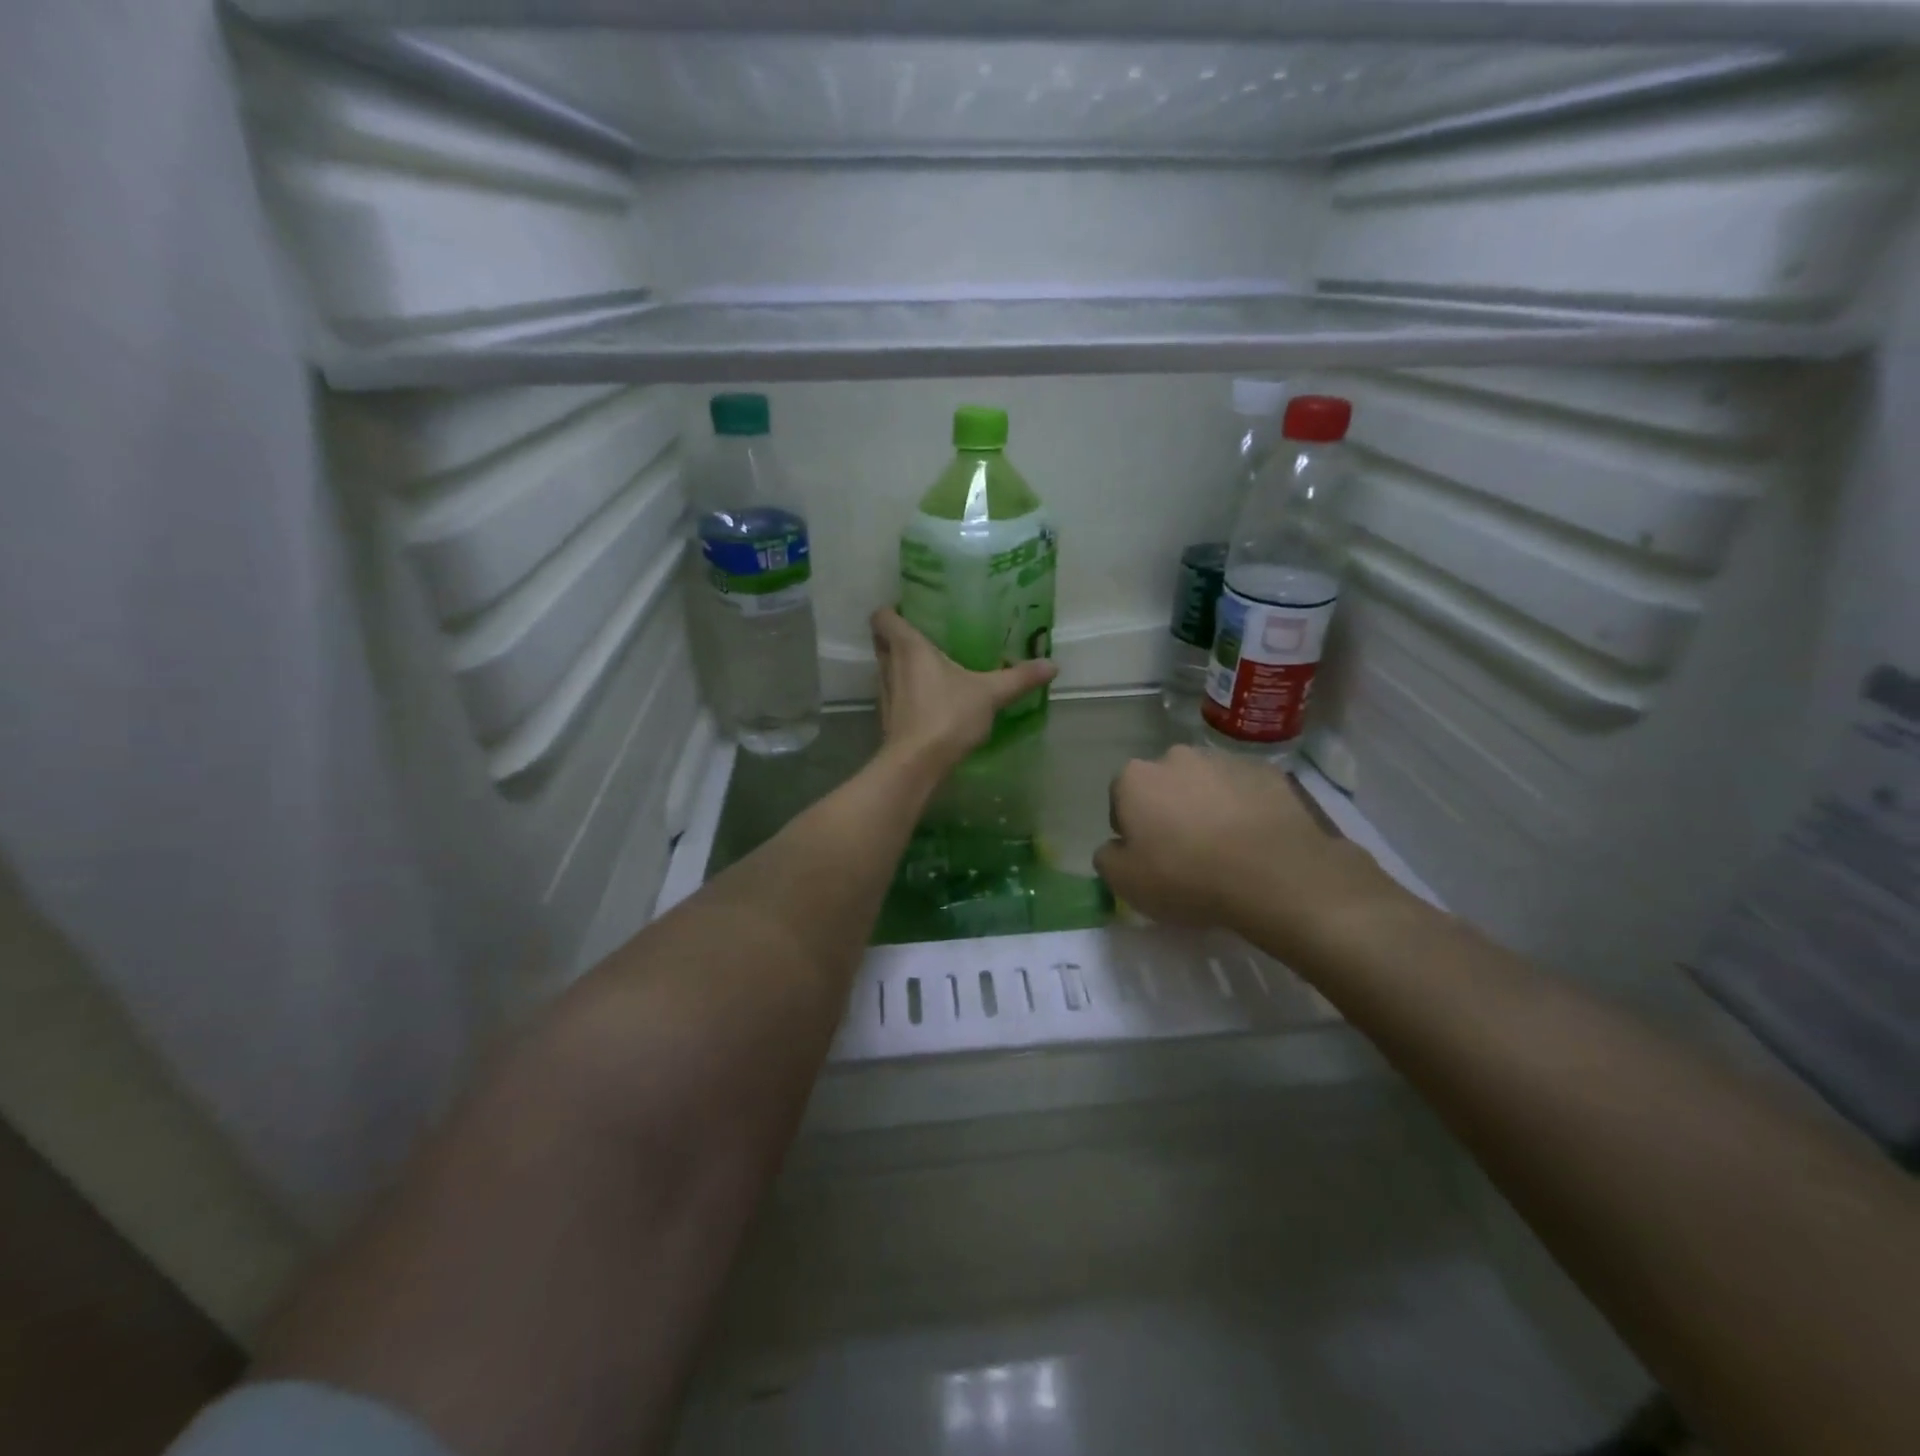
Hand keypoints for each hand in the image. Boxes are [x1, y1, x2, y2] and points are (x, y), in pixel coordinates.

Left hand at [871, 608, 1056, 777]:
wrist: (916, 763)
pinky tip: (930, 698)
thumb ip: (1019, 678)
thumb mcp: (990, 694)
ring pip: (886, 667)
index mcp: (908, 647)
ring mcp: (885, 693)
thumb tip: (1053, 665)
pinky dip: (906, 691)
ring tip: (930, 666)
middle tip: (926, 636)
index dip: (892, 610)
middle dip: (896, 636)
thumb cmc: (947, 715)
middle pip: (881, 640)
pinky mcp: (888, 717)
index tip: (912, 611)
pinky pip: (894, 693)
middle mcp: (889, 664)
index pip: (883, 617)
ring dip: (901, 665)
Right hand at [1093, 746, 1394, 949]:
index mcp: (1135, 779)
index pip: (1121, 798)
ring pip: (1205, 784)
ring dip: (1206, 807)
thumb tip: (1115, 847)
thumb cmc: (1186, 876)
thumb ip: (1107, 858)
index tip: (1148, 856)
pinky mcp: (1266, 771)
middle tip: (1185, 851)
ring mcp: (1223, 760)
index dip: (1131, 829)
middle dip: (1169, 810)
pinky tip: (1253, 840)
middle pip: (1163, 785)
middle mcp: (1175, 757)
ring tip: (1224, 847)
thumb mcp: (1125, 883)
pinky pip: (1243, 790)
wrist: (1274, 873)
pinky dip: (1243, 808)